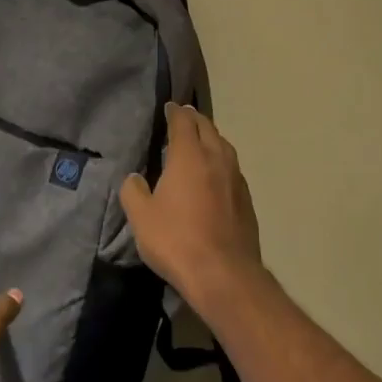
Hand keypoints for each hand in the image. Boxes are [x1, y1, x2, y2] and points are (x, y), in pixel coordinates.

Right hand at [121, 104, 262, 314]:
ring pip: (224, 147)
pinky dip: (221, 161)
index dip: (175, 112)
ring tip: (200, 141)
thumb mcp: (141, 217)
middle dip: (195, 119)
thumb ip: (134, 191)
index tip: (169, 107)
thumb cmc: (176, 240)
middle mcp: (216, 159)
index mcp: (189, 156)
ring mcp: (236, 179)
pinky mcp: (247, 200)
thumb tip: (135, 178)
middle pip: (208, 128)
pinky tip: (215, 174)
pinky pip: (232, 169)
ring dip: (211, 138)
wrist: (224, 274)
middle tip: (184, 117)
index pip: (183, 122)